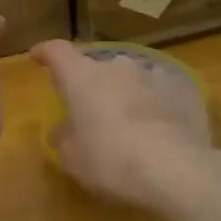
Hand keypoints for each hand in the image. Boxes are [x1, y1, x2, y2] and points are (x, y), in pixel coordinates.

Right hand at [31, 40, 217, 210]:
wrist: (176, 169)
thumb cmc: (110, 160)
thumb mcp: (72, 157)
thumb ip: (62, 137)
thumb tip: (62, 129)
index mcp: (80, 76)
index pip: (56, 50)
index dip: (45, 53)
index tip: (38, 58)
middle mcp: (115, 66)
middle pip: (96, 66)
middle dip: (91, 83)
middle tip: (90, 109)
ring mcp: (152, 74)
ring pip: (130, 78)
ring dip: (125, 92)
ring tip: (129, 120)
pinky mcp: (183, 89)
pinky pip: (161, 91)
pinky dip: (156, 102)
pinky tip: (161, 126)